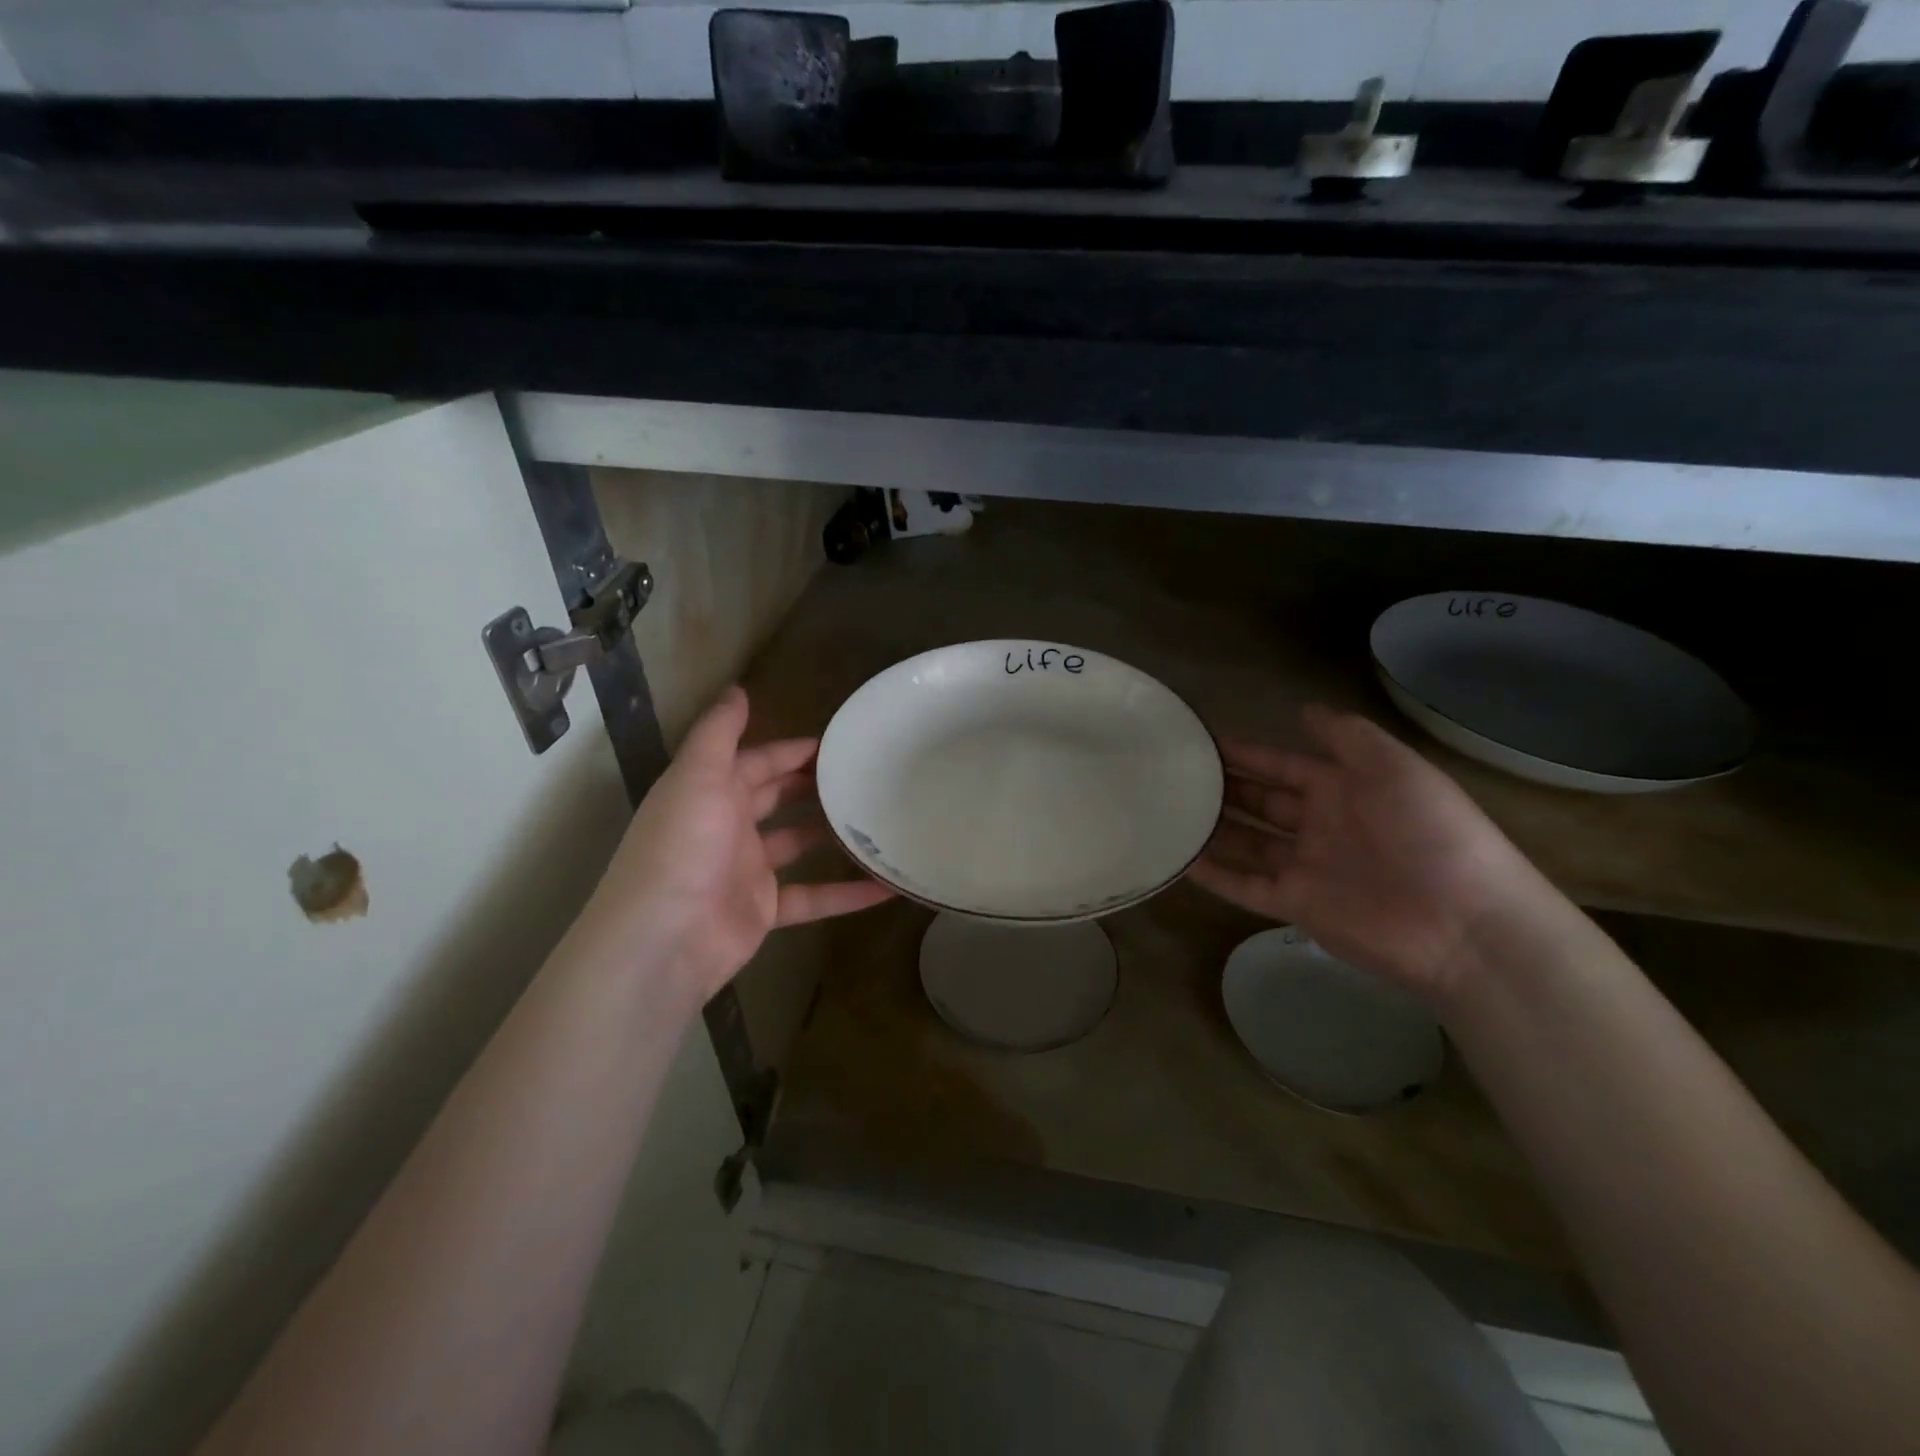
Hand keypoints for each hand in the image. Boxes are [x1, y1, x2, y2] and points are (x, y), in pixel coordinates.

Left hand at [573, 686, 892, 1008]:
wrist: (662, 939)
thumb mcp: (697, 776)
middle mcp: (728, 826)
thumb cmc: (681, 847)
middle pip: (778, 798)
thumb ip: (718, 732)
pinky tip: (887, 886)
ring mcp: (747, 871)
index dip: (792, 750)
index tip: (839, 742)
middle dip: (815, 784)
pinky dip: (847, 893)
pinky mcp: (764, 910)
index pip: (757, 761)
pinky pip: (813, 896)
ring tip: (880, 819)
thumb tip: (737, 688)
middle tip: (864, 774)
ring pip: (799, 844)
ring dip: (834, 834)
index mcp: (710, 792)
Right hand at [1189, 705, 1560, 998]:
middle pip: (1260, 802)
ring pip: (1247, 842)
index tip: (1201, 740)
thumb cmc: (1431, 834)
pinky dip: (1214, 874)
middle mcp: (1319, 825)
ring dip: (1213, 827)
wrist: (1464, 925)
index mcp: (1344, 789)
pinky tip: (1181, 859)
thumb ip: (1348, 737)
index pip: (1282, 765)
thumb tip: (1303, 708)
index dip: (1246, 752)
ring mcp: (1305, 867)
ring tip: (1169, 811)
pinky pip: (1244, 886)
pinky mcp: (1295, 905)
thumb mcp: (1396, 768)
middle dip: (1223, 787)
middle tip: (1174, 774)